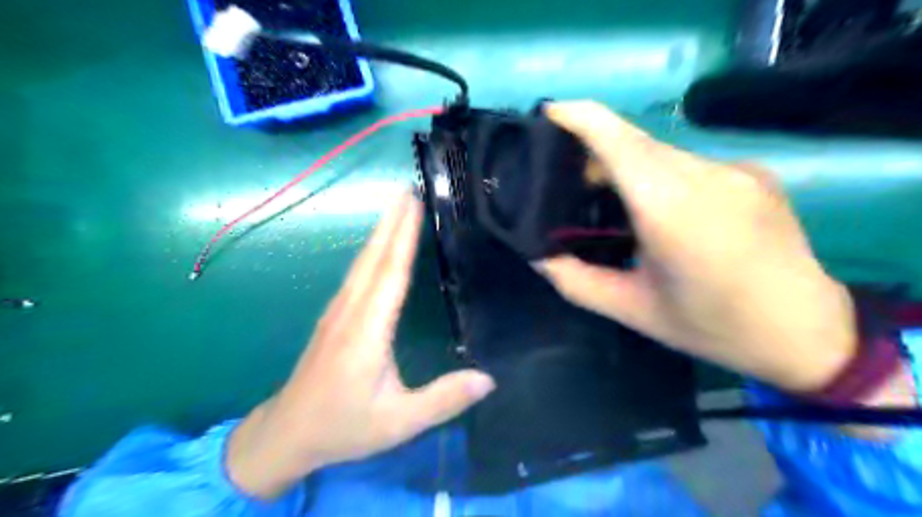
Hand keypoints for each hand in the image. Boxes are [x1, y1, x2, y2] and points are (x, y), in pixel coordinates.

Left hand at [224, 191, 496, 498]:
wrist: (287, 433)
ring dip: (380, 231)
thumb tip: (489, 379)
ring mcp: (338, 312)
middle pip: (373, 258)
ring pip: (362, 263)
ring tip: (396, 206)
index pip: (391, 274)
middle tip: (408, 187)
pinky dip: (371, 251)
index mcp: (368, 331)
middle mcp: (350, 312)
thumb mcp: (399, 422)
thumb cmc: (345, 426)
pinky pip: (356, 275)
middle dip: (391, 221)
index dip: (403, 237)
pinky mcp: (333, 317)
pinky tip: (378, 247)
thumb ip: (444, 399)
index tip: (413, 203)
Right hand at [538, 101, 859, 395]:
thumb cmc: (711, 326)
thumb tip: (538, 256)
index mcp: (671, 210)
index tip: (549, 113)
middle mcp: (707, 176)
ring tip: (614, 206)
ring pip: (662, 153)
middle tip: (571, 186)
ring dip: (629, 168)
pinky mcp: (754, 173)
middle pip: (636, 144)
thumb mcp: (632, 310)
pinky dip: (660, 175)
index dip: (580, 118)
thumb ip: (576, 281)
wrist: (807, 333)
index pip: (619, 141)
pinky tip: (660, 211)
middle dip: (596, 153)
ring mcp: (737, 170)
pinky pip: (689, 163)